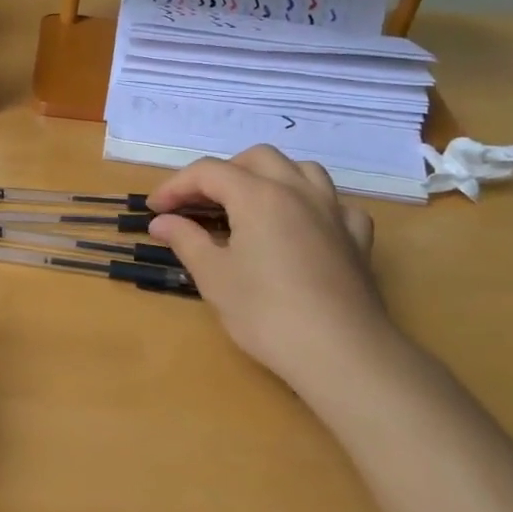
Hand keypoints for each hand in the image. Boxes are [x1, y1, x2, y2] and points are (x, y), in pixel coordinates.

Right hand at [147, 146, 398, 396]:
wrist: (340, 353)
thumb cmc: (265, 313)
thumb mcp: (213, 276)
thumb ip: (186, 240)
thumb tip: (162, 221)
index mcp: (258, 195)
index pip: (208, 172)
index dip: (176, 186)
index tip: (155, 210)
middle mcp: (298, 191)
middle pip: (257, 158)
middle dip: (223, 173)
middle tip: (199, 204)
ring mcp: (333, 212)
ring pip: (302, 170)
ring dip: (270, 177)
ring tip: (249, 204)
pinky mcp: (357, 239)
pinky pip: (334, 205)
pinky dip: (312, 206)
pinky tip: (303, 227)